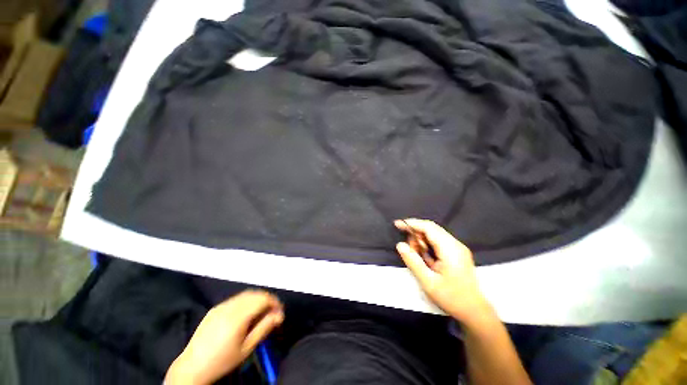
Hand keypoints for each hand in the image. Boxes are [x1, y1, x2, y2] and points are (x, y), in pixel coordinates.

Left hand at [165, 290, 283, 384]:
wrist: (192, 368)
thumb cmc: (222, 361)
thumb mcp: (247, 348)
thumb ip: (264, 328)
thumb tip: (279, 315)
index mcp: (238, 315)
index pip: (263, 299)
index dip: (275, 302)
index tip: (279, 313)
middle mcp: (230, 306)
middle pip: (255, 294)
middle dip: (267, 300)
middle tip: (273, 313)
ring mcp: (221, 306)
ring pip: (246, 294)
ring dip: (257, 300)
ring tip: (261, 313)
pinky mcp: (215, 308)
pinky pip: (236, 299)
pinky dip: (246, 302)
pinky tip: (246, 314)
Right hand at [395, 219, 489, 323]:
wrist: (474, 311)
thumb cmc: (452, 298)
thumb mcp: (428, 282)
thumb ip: (413, 262)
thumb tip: (400, 245)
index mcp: (450, 249)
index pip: (428, 227)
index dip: (412, 223)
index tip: (397, 224)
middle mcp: (455, 244)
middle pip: (431, 229)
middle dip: (416, 235)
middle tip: (410, 250)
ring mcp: (458, 248)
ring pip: (434, 235)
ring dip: (422, 242)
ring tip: (419, 258)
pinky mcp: (457, 253)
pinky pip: (438, 242)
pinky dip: (428, 246)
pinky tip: (427, 259)